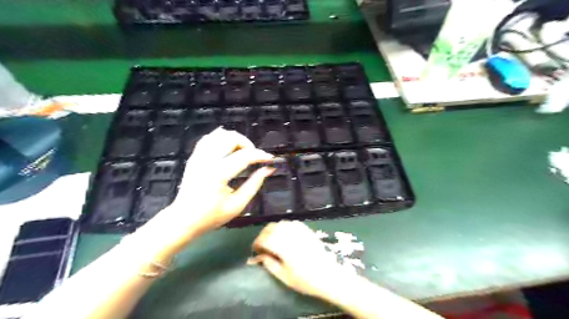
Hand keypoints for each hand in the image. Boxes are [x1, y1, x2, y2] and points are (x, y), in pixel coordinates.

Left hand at [135, 127, 274, 258]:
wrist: (183, 219)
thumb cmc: (211, 216)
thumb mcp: (237, 205)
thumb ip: (254, 184)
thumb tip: (268, 170)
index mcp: (218, 174)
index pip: (244, 156)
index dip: (260, 155)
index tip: (270, 159)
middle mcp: (207, 161)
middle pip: (231, 138)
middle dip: (247, 144)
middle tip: (254, 157)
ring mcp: (199, 157)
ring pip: (219, 135)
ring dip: (235, 140)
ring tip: (241, 153)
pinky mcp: (194, 157)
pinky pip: (208, 138)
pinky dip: (221, 139)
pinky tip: (228, 148)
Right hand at [250, 222, 353, 298]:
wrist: (329, 275)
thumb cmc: (306, 280)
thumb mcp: (284, 277)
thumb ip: (270, 264)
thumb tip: (260, 256)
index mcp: (282, 246)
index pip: (264, 239)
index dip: (257, 243)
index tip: (255, 250)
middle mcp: (289, 235)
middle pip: (270, 228)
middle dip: (263, 235)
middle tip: (262, 245)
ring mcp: (299, 230)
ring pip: (280, 223)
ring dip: (273, 230)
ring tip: (272, 240)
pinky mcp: (306, 229)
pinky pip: (291, 223)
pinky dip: (284, 227)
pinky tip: (284, 235)